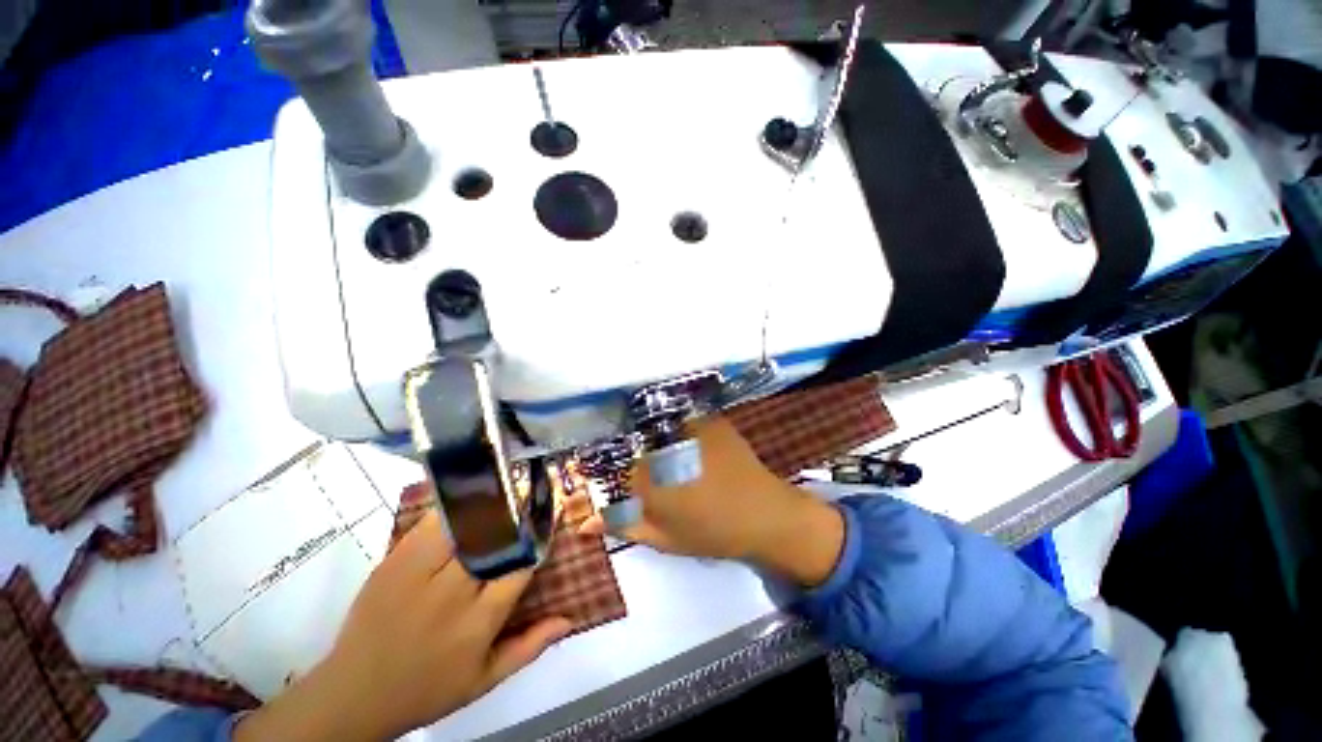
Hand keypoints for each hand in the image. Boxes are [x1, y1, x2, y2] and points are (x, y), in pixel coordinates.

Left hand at [235, 511, 572, 741]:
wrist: (353, 693)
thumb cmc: (427, 689)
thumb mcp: (484, 680)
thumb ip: (530, 647)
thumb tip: (570, 618)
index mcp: (478, 622)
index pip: (521, 566)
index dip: (538, 538)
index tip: (548, 518)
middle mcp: (452, 592)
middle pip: (495, 537)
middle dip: (517, 512)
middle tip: (530, 492)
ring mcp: (418, 573)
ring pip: (464, 524)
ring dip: (488, 504)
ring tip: (504, 489)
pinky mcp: (394, 561)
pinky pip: (431, 523)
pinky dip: (453, 508)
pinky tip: (467, 499)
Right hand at [579, 416, 844, 586]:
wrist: (766, 515)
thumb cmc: (714, 533)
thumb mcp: (664, 539)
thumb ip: (624, 526)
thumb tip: (585, 523)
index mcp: (650, 477)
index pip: (618, 468)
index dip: (624, 478)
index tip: (634, 486)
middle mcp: (664, 445)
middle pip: (638, 445)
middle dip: (642, 459)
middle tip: (661, 476)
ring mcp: (690, 426)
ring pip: (658, 429)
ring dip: (660, 442)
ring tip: (678, 462)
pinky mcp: (710, 420)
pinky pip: (682, 420)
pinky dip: (679, 430)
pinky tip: (690, 447)